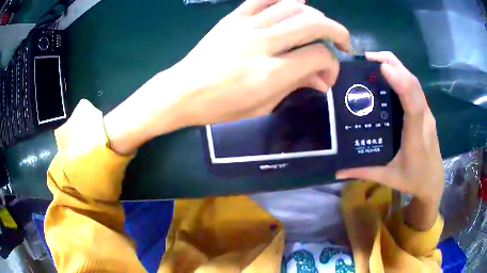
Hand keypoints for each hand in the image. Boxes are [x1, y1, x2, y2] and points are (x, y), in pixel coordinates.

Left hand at [173, 0, 350, 124]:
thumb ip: (295, 86)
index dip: (332, 65)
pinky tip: (299, 0)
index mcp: (270, 73)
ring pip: (293, 7)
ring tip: (322, 26)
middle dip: (337, 31)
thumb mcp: (262, 106)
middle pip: (312, 24)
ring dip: (316, 15)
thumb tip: (321, 78)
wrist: (183, 91)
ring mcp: (246, 26)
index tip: (327, 76)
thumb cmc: (221, 106)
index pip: (318, 56)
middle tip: (343, 42)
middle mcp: (262, 44)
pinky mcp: (233, 18)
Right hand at [336, 52, 443, 229]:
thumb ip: (364, 171)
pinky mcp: (425, 111)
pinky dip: (400, 75)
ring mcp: (427, 113)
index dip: (401, 83)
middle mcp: (424, 119)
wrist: (433, 181)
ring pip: (414, 82)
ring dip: (396, 67)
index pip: (413, 105)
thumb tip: (337, 169)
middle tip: (367, 58)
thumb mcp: (388, 177)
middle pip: (413, 83)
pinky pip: (414, 88)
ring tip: (373, 63)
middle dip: (392, 64)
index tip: (382, 67)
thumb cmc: (413, 179)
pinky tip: (387, 77)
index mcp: (415, 137)